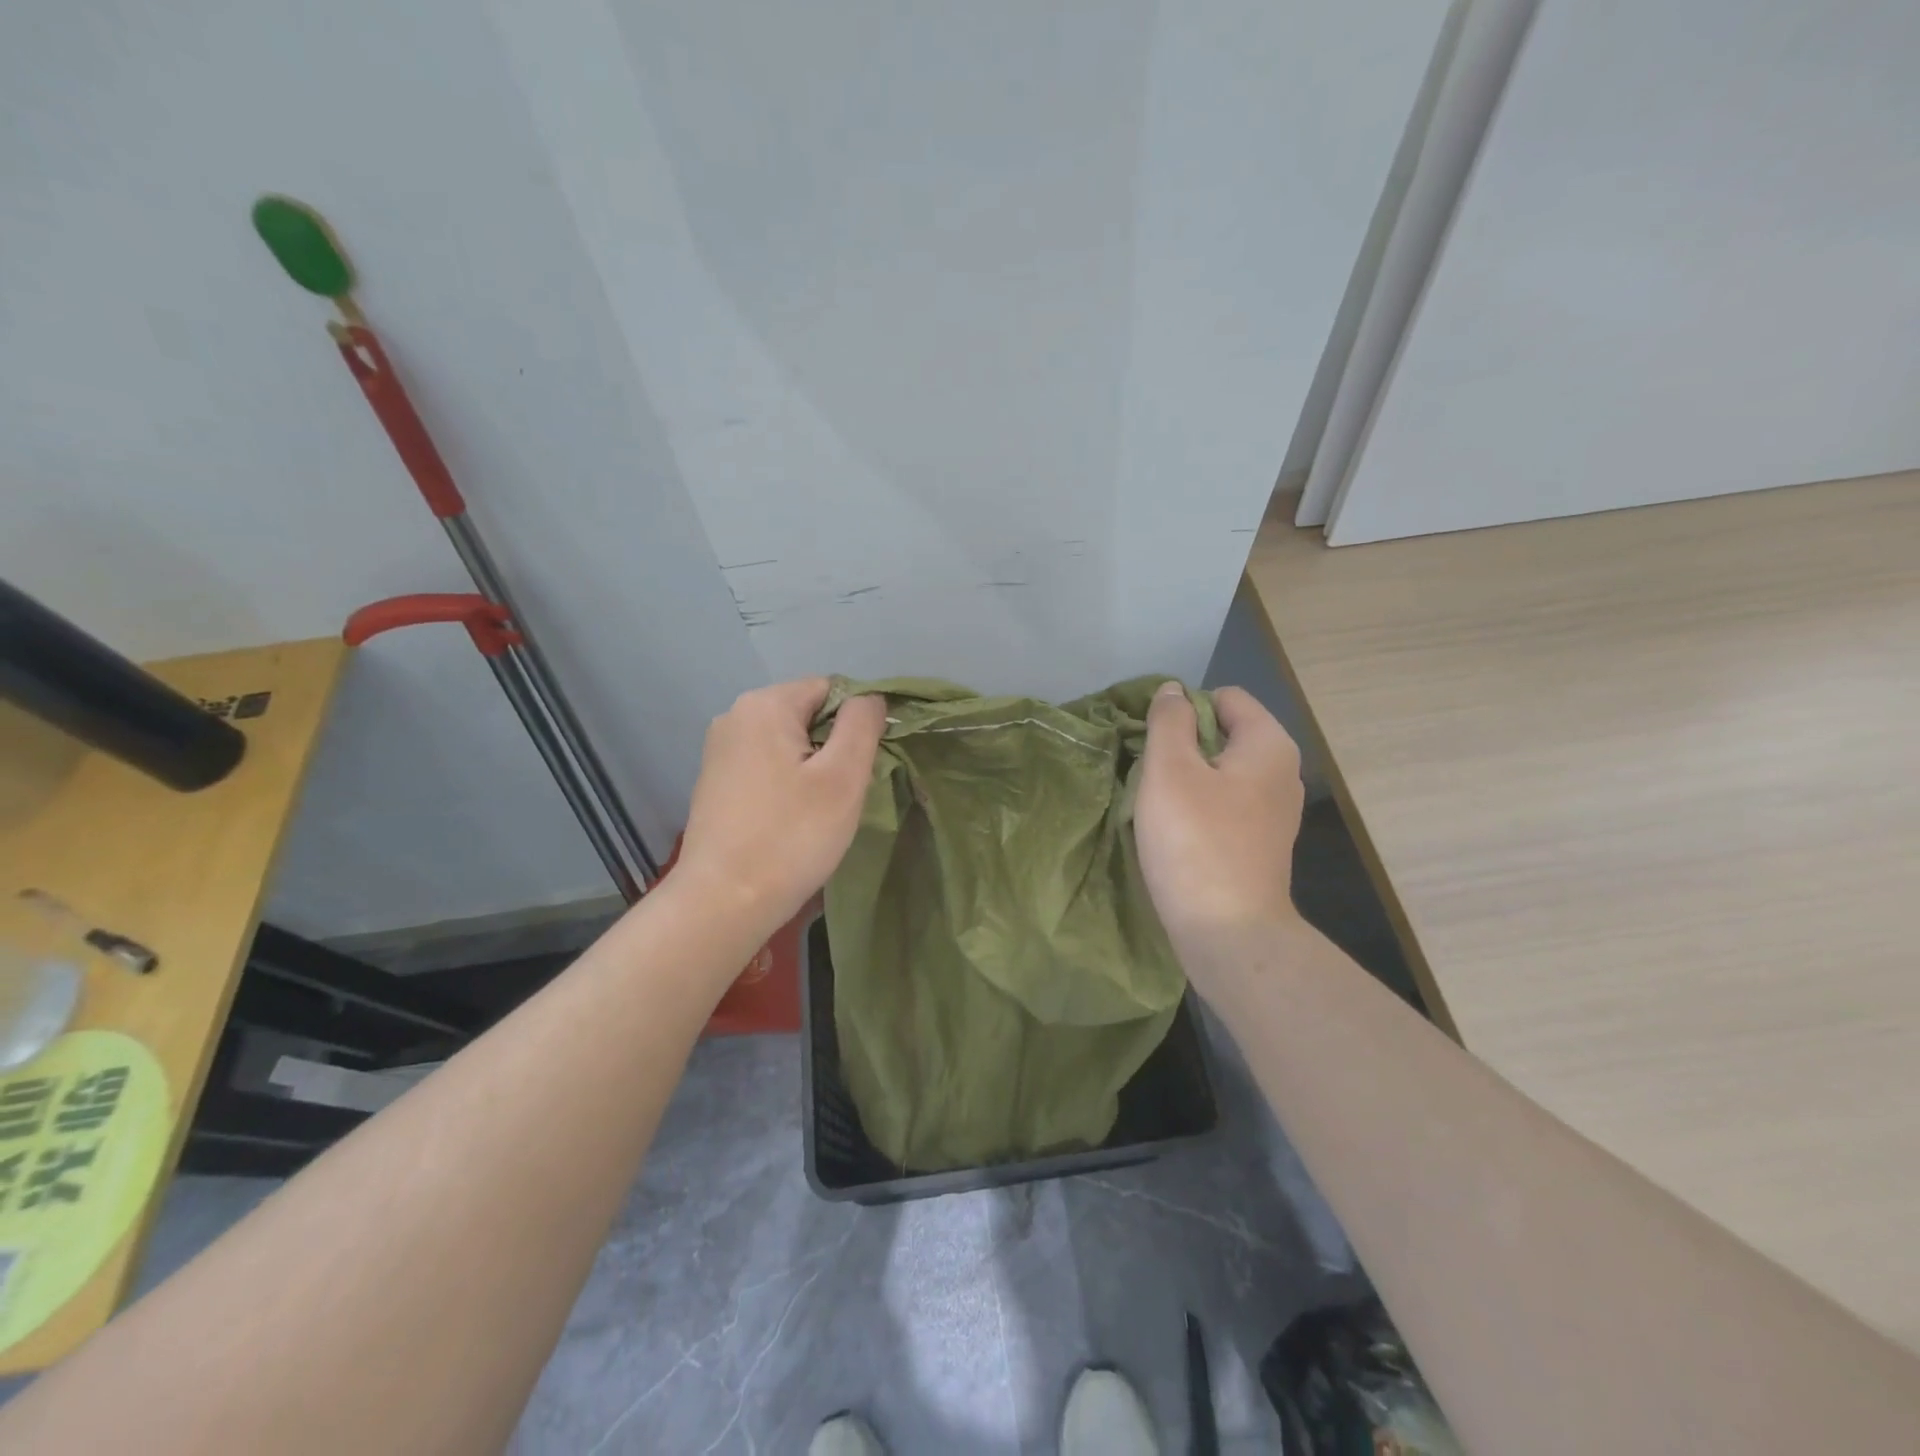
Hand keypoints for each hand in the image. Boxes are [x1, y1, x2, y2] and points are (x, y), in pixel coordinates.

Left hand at [676, 679, 885, 932]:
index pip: (831, 689)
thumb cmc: (791, 836)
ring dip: (812, 769)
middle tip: (840, 795)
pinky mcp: (714, 781)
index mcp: (764, 704)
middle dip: (833, 748)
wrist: (723, 902)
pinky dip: (786, 784)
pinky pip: (766, 766)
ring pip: (788, 743)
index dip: (856, 723)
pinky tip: (788, 820)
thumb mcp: (843, 777)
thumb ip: (862, 724)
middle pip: (808, 714)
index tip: (859, 768)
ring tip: (816, 811)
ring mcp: (719, 750)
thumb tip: (869, 698)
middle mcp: (734, 716)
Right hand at [1136, 683, 1305, 972]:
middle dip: (1181, 745)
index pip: (1224, 697)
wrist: (1228, 933)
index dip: (1183, 708)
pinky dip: (1197, 808)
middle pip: (1223, 734)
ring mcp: (1273, 811)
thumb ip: (1169, 721)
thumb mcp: (1170, 770)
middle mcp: (1281, 772)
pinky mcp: (1259, 843)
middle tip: (1146, 772)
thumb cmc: (1196, 842)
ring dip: (1184, 779)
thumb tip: (1173, 691)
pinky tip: (1173, 831)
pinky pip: (1223, 805)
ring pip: (1219, 772)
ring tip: (1154, 802)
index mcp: (1268, 745)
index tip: (1150, 740)